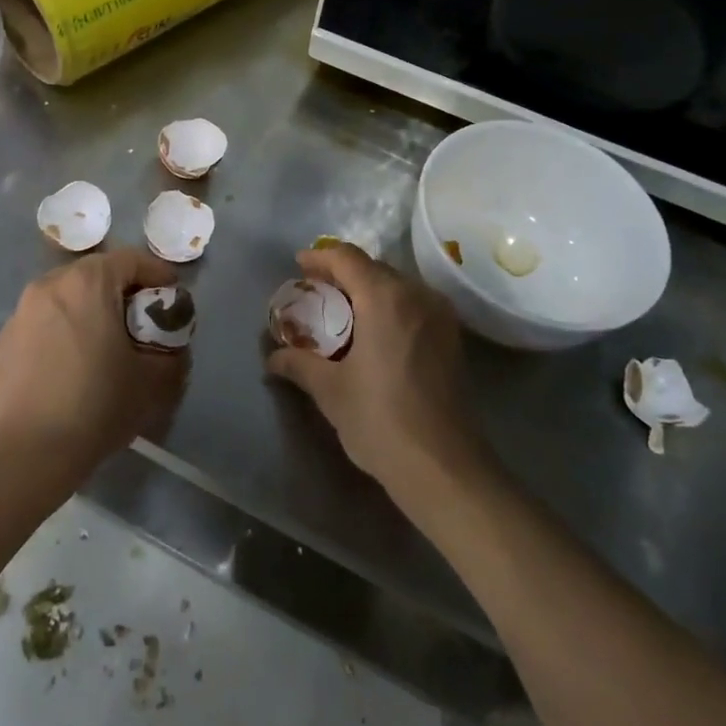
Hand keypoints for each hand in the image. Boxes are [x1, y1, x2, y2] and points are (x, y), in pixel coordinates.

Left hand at [0, 247, 190, 471]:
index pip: (130, 259)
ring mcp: (20, 313)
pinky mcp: (3, 342)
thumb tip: (171, 342)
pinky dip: (60, 332)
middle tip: (140, 322)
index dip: (157, 274)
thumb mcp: (155, 379)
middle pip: (95, 274)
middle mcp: (50, 285)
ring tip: (102, 344)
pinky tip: (68, 366)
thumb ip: (173, 350)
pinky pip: (41, 324)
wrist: (32, 450)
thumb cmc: (99, 404)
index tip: (171, 298)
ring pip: (65, 297)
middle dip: (122, 291)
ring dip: (88, 310)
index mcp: (88, 283)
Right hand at [265, 243, 485, 496]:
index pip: (347, 258)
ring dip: (366, 290)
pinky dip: (388, 306)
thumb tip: (273, 357)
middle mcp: (417, 296)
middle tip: (314, 291)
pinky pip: (413, 305)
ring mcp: (440, 316)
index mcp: (385, 298)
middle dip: (341, 274)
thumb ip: (298, 364)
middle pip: (373, 268)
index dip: (320, 257)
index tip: (298, 266)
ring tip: (340, 312)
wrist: (445, 467)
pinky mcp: (452, 338)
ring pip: (397, 285)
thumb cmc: (381, 420)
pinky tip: (371, 333)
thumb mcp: (330, 391)